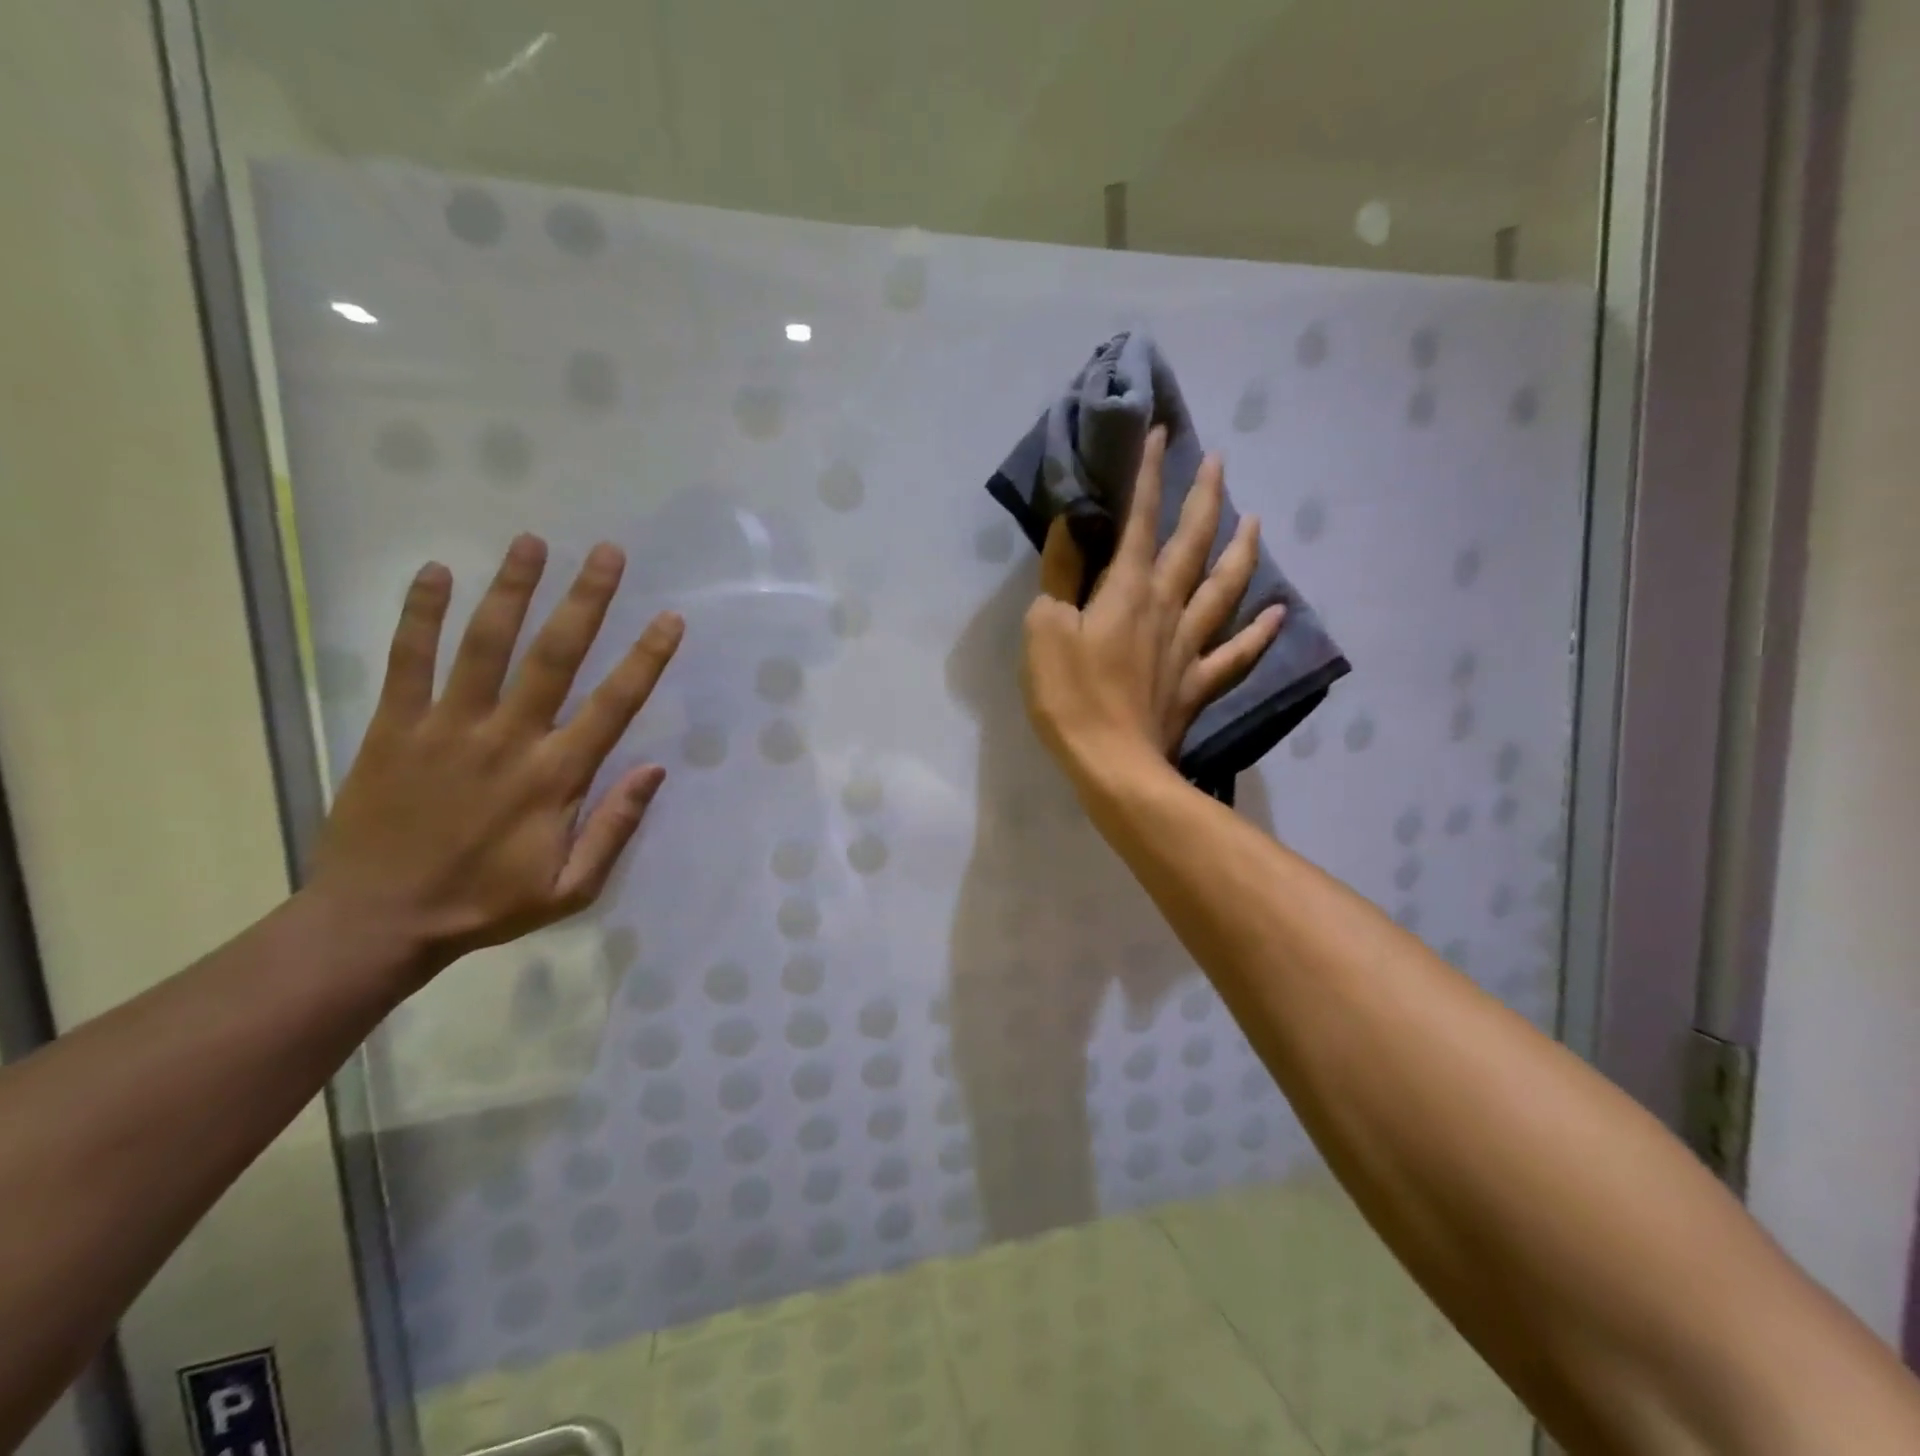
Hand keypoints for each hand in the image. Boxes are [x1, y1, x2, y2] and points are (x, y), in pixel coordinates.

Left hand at [306, 534, 682, 984]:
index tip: (670, 618)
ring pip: (485, 645)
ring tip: (533, 542)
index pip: (613, 705)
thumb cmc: (485, 905)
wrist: (376, 922)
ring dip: (512, 591)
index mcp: (556, 777)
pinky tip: (436, 573)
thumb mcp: (572, 888)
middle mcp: (508, 739)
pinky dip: (419, 614)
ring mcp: (447, 727)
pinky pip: (408, 661)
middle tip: (608, 553)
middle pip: (554, 656)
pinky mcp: (394, 727)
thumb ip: (616, 827)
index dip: (646, 659)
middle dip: (586, 601)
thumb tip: (656, 769)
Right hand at [1021, 427, 1282, 787]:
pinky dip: (1260, 633)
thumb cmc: (1070, 695)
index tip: (1162, 433)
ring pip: (1225, 589)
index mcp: (1127, 590)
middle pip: (1192, 544)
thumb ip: (1061, 575)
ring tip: (1255, 521)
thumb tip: (1073, 525)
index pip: (1140, 521)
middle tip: (1219, 462)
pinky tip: (1279, 613)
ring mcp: (1189, 646)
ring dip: (1241, 552)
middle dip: (1204, 499)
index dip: (1149, 476)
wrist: (1113, 764)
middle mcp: (1167, 607)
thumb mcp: (1046, 628)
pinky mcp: (1197, 683)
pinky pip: (1237, 653)